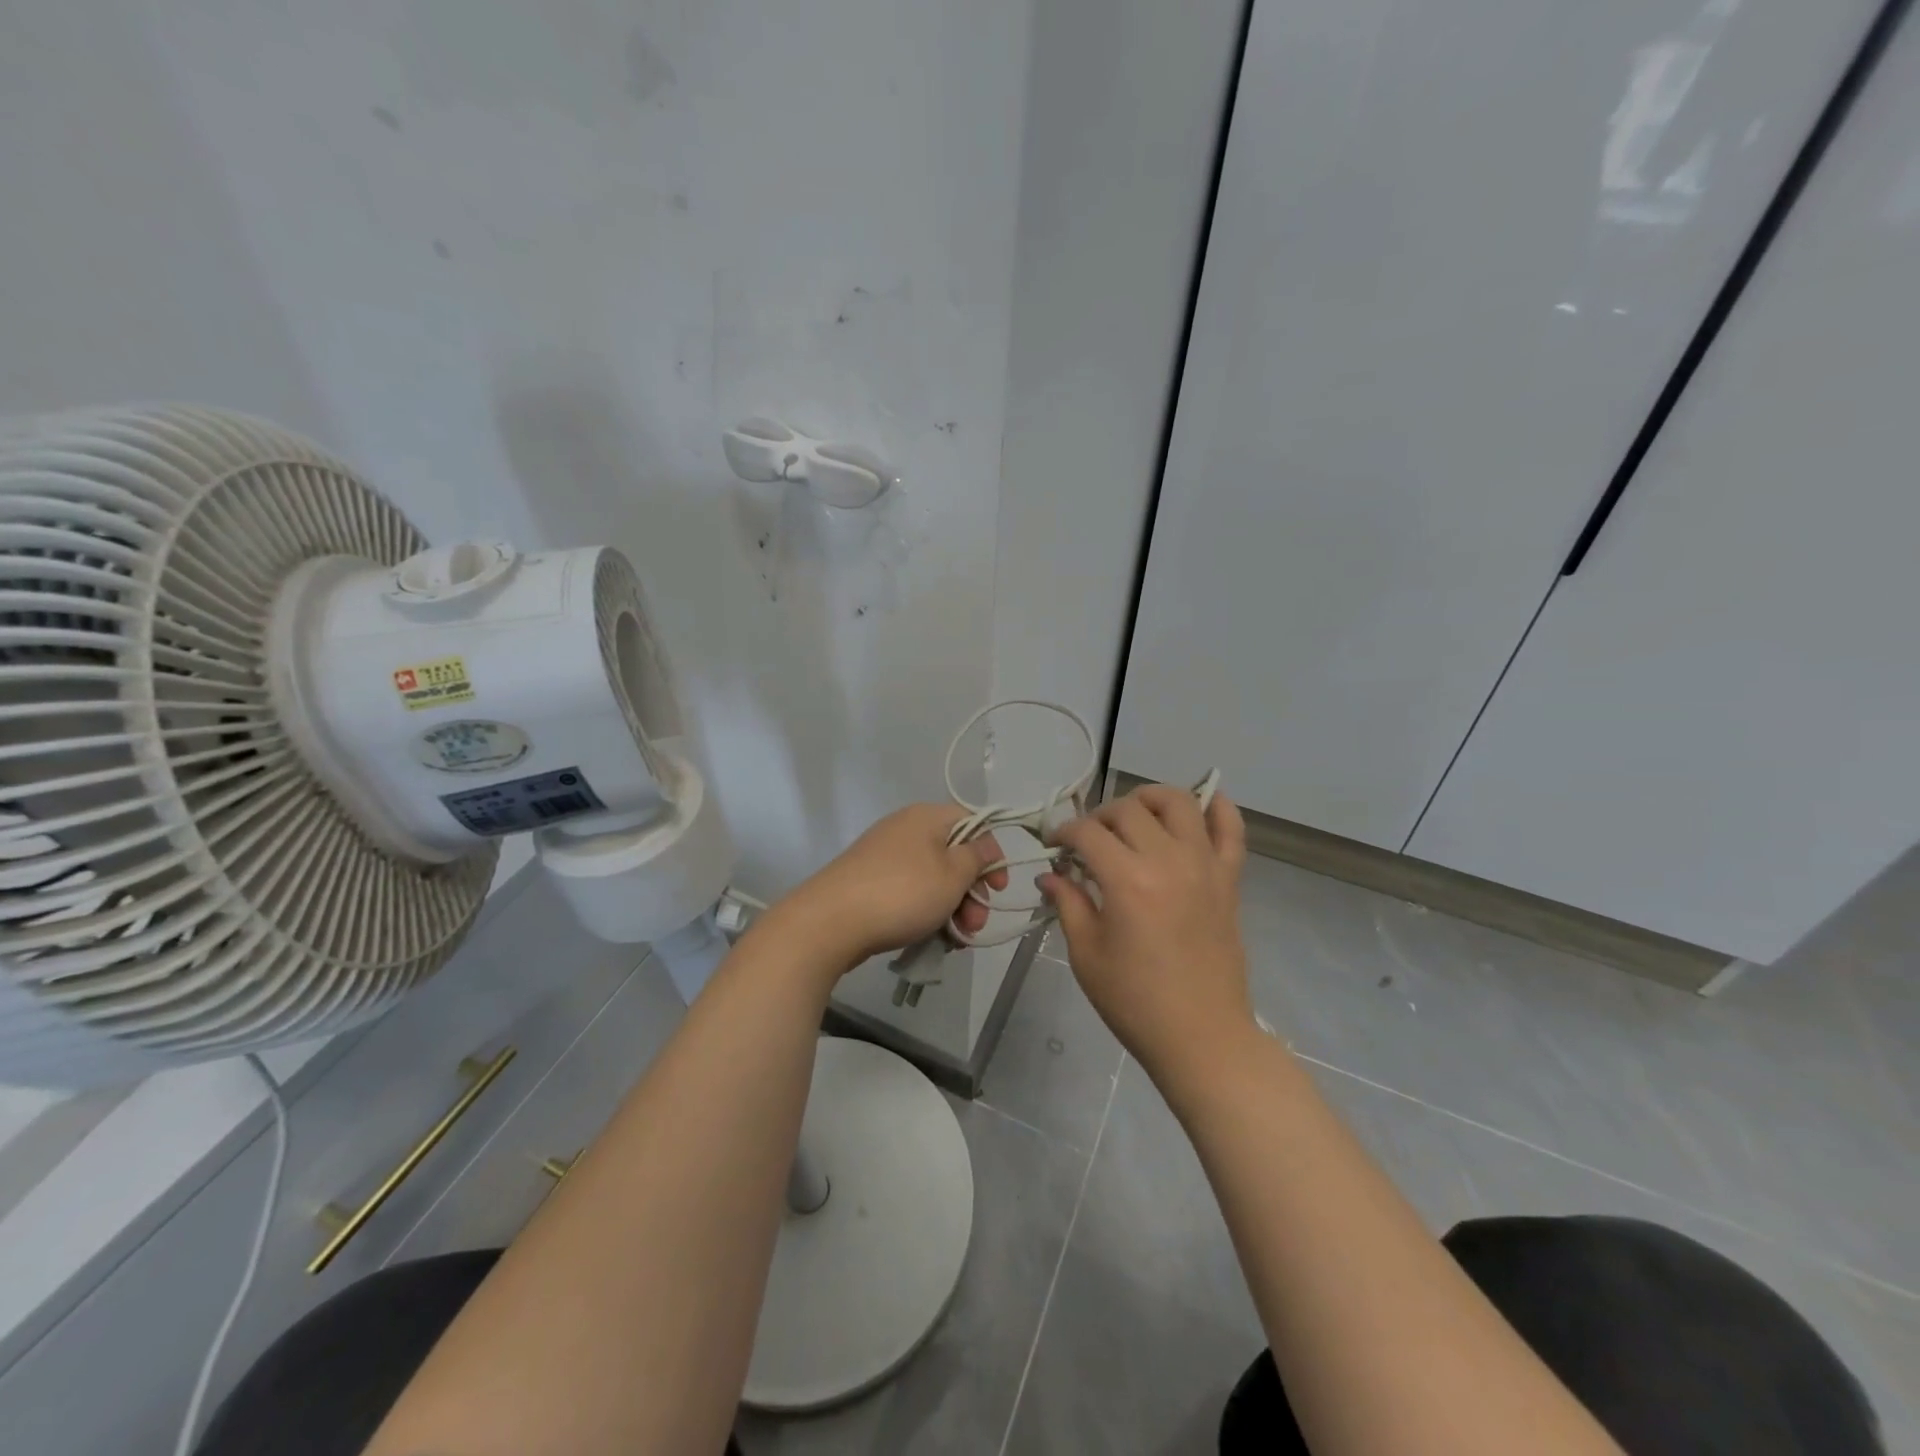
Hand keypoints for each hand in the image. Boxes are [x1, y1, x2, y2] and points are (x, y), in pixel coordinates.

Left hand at [782, 804, 1006, 970]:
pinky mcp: (869, 882)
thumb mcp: (952, 875)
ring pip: (932, 879)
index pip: (972, 823)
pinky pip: (909, 892)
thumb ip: (976, 858)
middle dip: (971, 893)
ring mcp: (884, 856)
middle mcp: (905, 829)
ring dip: (951, 908)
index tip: (999, 888)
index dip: (991, 854)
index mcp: (926, 817)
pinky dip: (925, 912)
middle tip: (976, 925)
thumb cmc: (902, 893)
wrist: (830, 921)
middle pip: (953, 855)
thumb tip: (985, 845)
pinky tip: (931, 939)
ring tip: (955, 941)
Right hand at [1039, 785, 1252, 1085]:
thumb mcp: (1086, 954)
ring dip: (1149, 799)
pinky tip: (1204, 802)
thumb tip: (1049, 875)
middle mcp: (1168, 860)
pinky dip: (1219, 808)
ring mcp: (1205, 866)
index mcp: (1127, 880)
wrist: (1201, 1037)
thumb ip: (1068, 903)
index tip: (1053, 846)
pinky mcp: (1229, 880)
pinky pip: (1232, 830)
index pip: (1087, 832)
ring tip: (1134, 817)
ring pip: (1178, 803)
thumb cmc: (1134, 1001)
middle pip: (1128, 809)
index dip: (1063, 832)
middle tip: (1088, 842)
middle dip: (1099, 817)